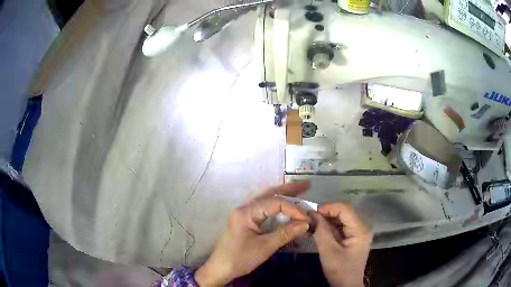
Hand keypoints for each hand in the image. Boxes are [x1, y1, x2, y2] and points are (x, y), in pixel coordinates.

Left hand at [194, 181, 310, 286]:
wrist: (220, 269)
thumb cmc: (240, 258)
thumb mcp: (265, 247)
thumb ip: (286, 233)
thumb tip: (306, 224)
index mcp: (246, 212)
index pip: (275, 203)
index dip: (293, 209)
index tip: (307, 219)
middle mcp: (244, 208)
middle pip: (269, 194)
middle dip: (288, 189)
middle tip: (306, 185)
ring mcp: (243, 214)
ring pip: (265, 199)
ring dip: (282, 194)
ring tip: (299, 191)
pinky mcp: (245, 221)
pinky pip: (263, 208)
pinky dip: (276, 205)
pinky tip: (284, 205)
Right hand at [310, 203, 372, 286]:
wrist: (347, 286)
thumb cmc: (339, 270)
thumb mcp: (328, 251)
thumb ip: (321, 231)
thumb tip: (312, 214)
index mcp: (360, 230)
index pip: (345, 209)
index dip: (329, 208)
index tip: (312, 213)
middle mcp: (362, 228)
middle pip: (344, 213)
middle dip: (326, 214)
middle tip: (310, 219)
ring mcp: (358, 234)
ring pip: (341, 220)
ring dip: (327, 221)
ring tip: (312, 224)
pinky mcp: (353, 239)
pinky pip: (341, 228)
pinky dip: (329, 228)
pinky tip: (318, 231)